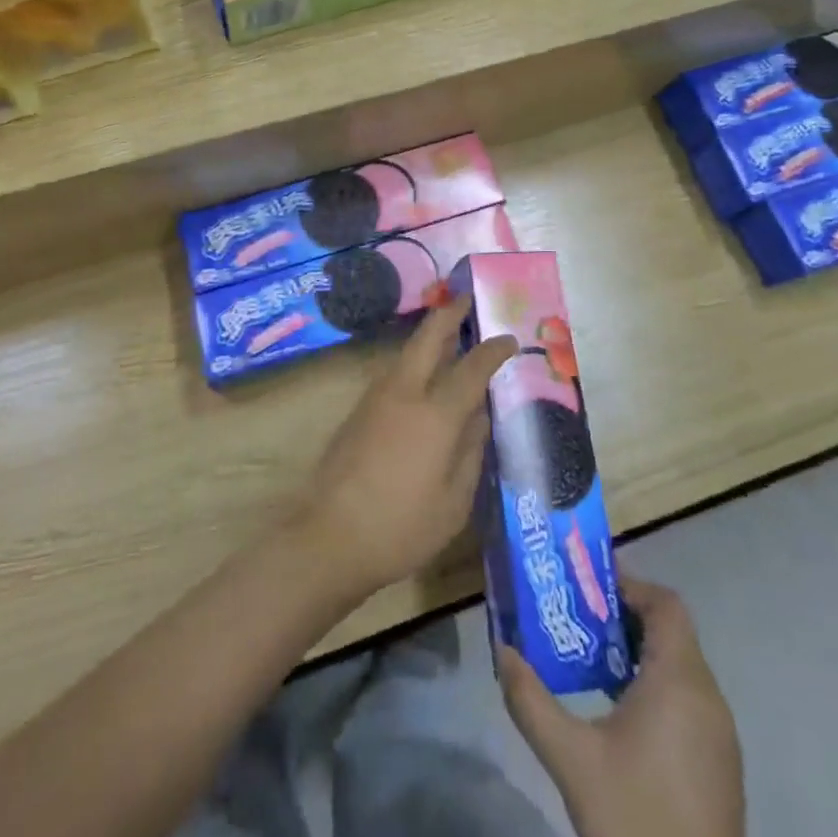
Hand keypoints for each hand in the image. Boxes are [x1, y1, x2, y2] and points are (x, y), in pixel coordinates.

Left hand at [293, 297, 515, 602]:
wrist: (329, 537)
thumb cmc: (401, 528)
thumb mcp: (454, 502)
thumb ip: (470, 452)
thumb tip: (479, 417)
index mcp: (436, 415)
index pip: (471, 369)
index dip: (492, 351)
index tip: (508, 339)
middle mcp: (405, 393)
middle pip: (428, 338)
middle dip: (449, 314)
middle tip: (466, 299)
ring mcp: (376, 398)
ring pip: (407, 353)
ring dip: (429, 337)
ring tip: (450, 333)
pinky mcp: (359, 411)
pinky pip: (395, 373)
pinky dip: (414, 361)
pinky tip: (424, 375)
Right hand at [501, 576, 744, 836]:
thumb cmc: (633, 820)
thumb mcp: (570, 758)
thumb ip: (530, 699)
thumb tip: (501, 650)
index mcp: (680, 681)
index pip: (666, 603)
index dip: (629, 585)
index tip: (586, 588)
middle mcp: (709, 697)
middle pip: (670, 632)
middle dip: (622, 618)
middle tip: (577, 620)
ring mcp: (720, 735)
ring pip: (680, 667)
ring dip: (637, 654)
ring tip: (588, 663)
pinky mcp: (720, 767)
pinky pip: (688, 701)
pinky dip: (655, 687)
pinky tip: (618, 715)